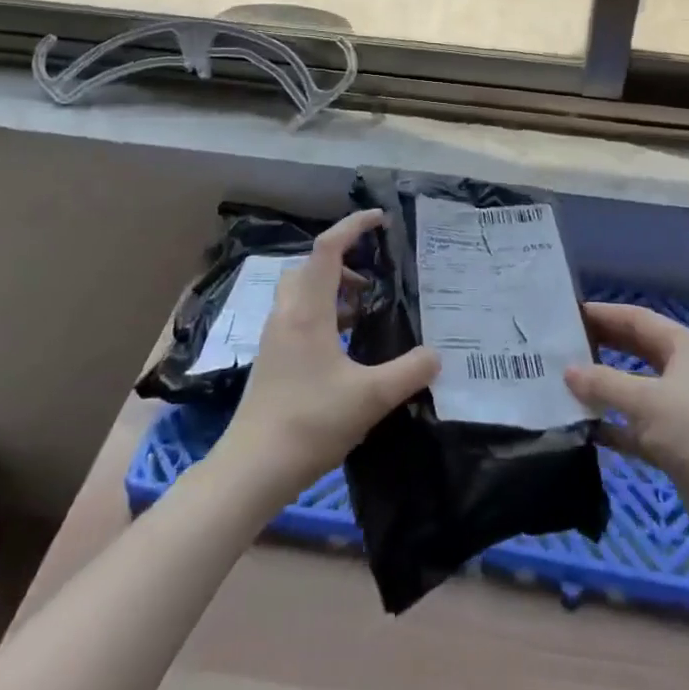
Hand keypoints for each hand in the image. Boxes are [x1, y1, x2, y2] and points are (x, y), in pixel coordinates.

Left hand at [212, 209, 438, 500]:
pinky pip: (299, 316)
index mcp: (308, 310)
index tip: (381, 219)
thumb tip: (437, 355)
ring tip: (364, 312)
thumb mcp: (370, 398)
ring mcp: (275, 337)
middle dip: (343, 261)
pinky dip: (323, 313)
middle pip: (311, 266)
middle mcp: (287, 314)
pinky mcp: (272, 359)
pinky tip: (345, 346)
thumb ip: (408, 372)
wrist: (251, 470)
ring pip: (302, 291)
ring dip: (333, 289)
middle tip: (374, 278)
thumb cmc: (309, 423)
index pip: (328, 249)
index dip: (354, 226)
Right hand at [564, 302, 688, 544]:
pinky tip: (586, 427)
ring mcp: (684, 409)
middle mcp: (687, 372)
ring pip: (637, 388)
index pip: (640, 319)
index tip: (571, 313)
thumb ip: (603, 383)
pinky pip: (639, 425)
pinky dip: (615, 424)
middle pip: (639, 350)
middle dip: (604, 347)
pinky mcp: (678, 443)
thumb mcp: (645, 400)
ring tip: (568, 383)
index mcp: (687, 348)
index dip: (606, 314)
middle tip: (565, 344)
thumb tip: (568, 371)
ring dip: (606, 388)